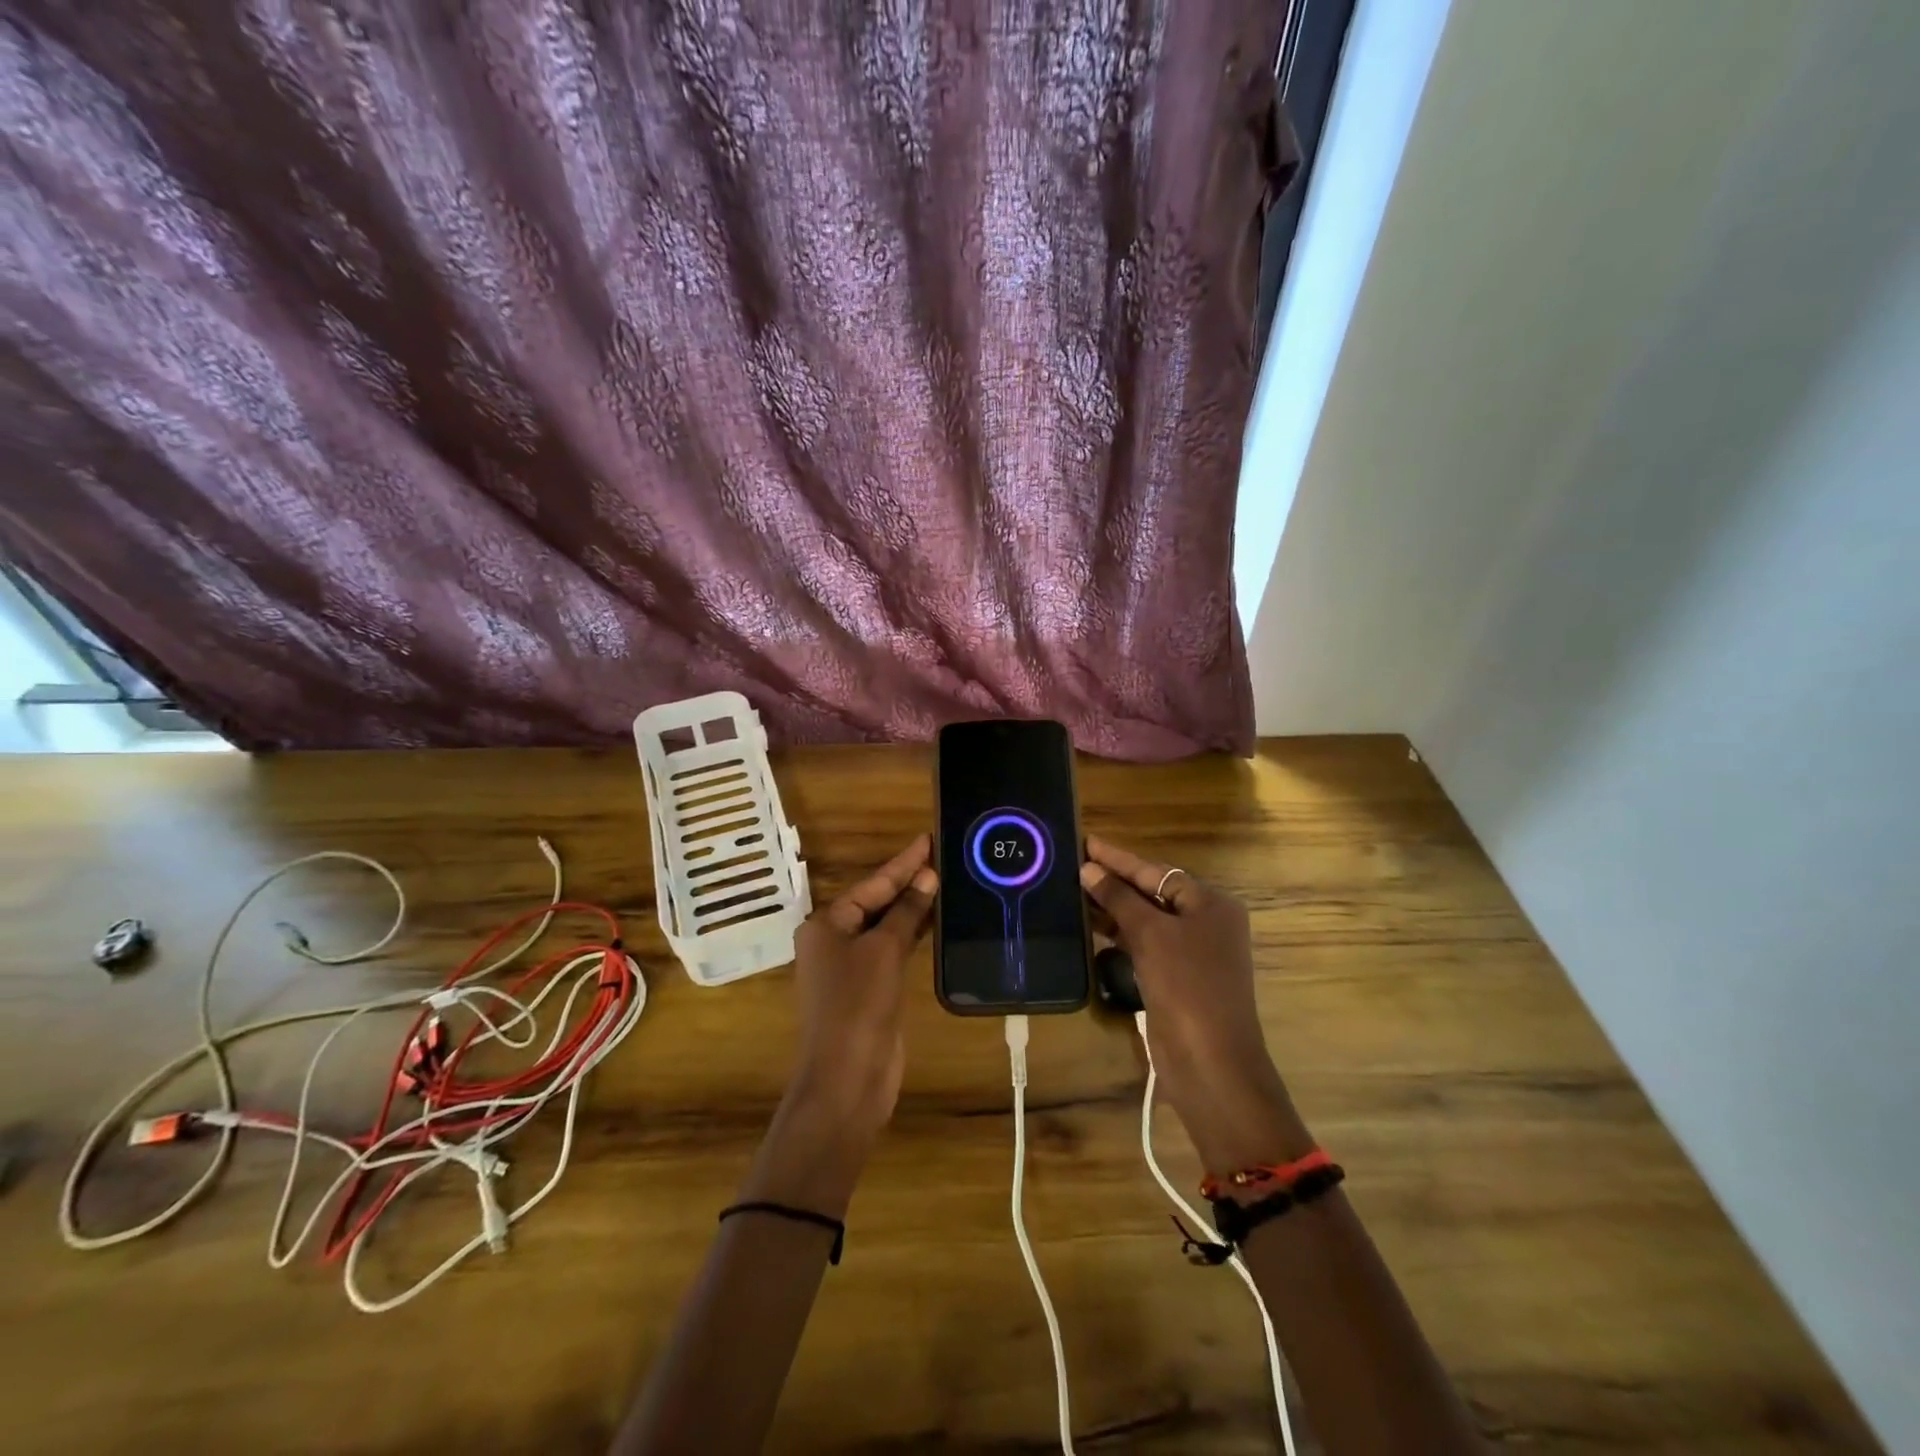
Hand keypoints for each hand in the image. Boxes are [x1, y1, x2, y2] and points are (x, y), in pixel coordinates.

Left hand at [787, 834, 938, 1136]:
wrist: (848, 1078)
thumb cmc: (858, 1005)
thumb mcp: (883, 951)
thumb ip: (905, 912)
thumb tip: (927, 877)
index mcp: (826, 925)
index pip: (871, 884)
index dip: (902, 863)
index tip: (927, 838)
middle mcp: (834, 941)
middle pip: (876, 902)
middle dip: (908, 882)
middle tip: (943, 856)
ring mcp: (851, 967)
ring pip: (886, 926)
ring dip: (913, 908)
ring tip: (946, 882)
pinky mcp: (870, 989)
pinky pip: (893, 950)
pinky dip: (912, 934)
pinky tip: (936, 921)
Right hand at [1079, 836, 1312, 1177]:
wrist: (1210, 1063)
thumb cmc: (1186, 987)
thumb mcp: (1151, 935)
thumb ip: (1119, 899)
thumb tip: (1089, 869)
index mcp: (1210, 903)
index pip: (1156, 871)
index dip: (1118, 858)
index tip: (1085, 841)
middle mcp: (1204, 922)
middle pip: (1152, 892)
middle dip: (1113, 881)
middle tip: (1071, 864)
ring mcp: (1191, 952)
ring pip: (1145, 919)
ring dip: (1112, 908)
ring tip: (1072, 891)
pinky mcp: (1175, 977)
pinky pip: (1143, 944)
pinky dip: (1119, 934)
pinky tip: (1090, 926)